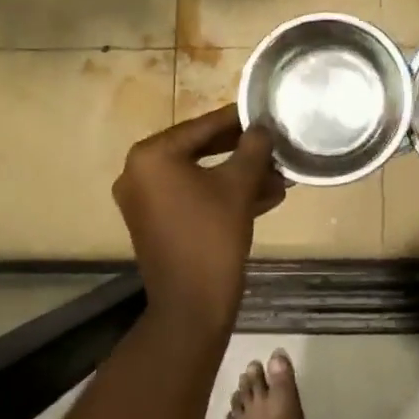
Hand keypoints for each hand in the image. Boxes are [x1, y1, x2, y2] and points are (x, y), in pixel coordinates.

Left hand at [113, 106, 284, 335]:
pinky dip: (224, 194)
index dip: (240, 119)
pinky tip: (266, 196)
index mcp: (152, 156)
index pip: (204, 125)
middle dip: (243, 151)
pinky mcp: (156, 221)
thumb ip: (253, 148)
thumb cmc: (212, 236)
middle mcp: (139, 171)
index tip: (267, 112)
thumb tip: (263, 127)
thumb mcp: (239, 185)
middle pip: (201, 148)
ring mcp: (145, 199)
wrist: (191, 305)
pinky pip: (194, 196)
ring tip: (279, 174)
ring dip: (240, 174)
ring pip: (201, 174)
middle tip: (276, 144)